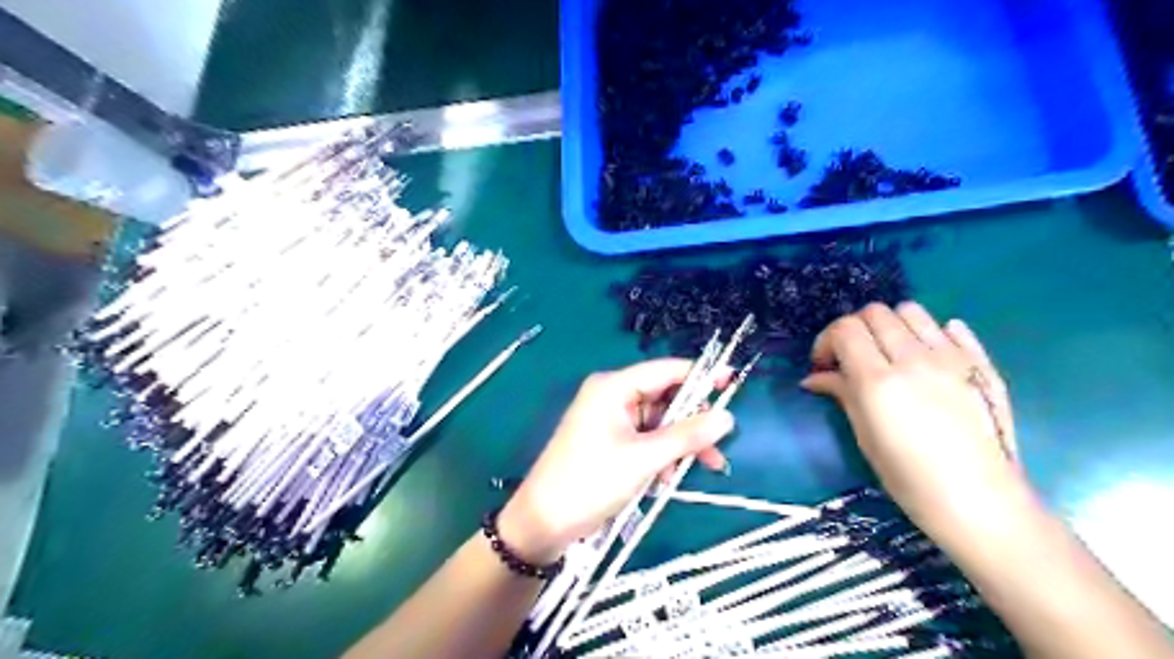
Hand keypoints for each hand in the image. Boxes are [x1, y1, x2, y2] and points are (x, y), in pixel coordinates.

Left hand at [500, 357, 735, 563]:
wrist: (544, 522)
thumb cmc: (591, 481)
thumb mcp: (644, 458)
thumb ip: (687, 436)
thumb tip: (727, 418)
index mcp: (614, 387)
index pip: (666, 371)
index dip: (701, 376)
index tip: (734, 383)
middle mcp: (613, 396)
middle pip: (665, 399)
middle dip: (692, 424)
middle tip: (718, 447)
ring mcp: (610, 420)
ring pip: (659, 423)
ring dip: (678, 446)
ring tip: (699, 470)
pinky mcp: (611, 442)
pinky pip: (646, 440)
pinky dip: (662, 456)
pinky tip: (667, 479)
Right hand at [803, 303, 1024, 539]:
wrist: (980, 501)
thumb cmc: (910, 478)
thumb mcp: (864, 436)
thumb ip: (841, 394)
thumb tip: (814, 377)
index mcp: (878, 381)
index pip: (845, 329)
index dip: (827, 340)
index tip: (824, 364)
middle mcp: (913, 359)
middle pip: (875, 313)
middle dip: (854, 329)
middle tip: (851, 357)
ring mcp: (950, 358)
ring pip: (910, 311)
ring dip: (890, 324)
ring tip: (888, 352)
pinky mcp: (979, 364)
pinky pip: (949, 327)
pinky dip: (930, 333)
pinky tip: (926, 355)